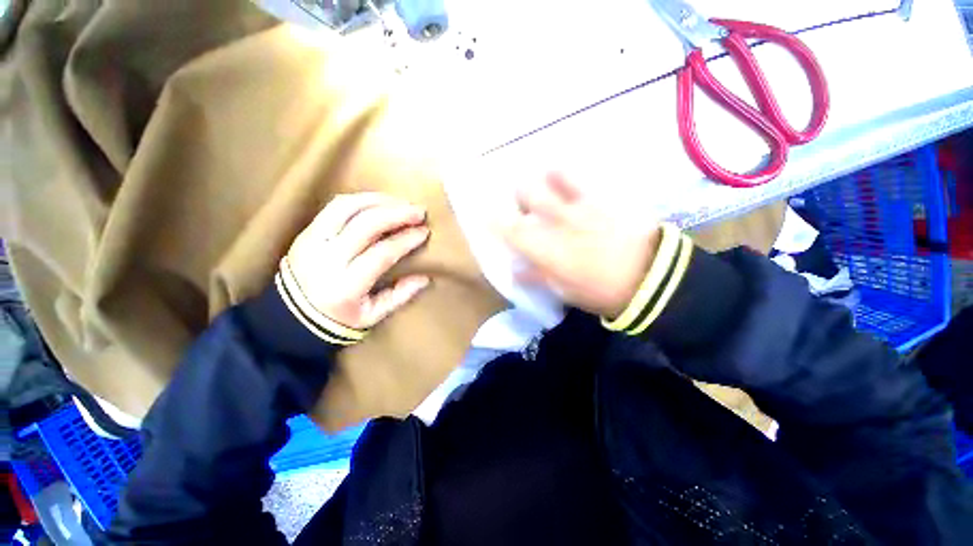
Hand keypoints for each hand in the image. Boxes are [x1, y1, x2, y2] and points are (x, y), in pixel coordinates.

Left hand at [287, 193, 431, 329]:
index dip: (406, 240)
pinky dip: (361, 199)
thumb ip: (400, 296)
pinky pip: (335, 207)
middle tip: (419, 211)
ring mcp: (312, 241)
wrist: (289, 316)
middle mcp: (326, 259)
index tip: (424, 232)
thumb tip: (425, 278)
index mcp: (346, 286)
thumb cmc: (338, 318)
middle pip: (365, 224)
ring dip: (379, 200)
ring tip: (401, 202)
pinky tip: (379, 202)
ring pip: (347, 208)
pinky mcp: (306, 231)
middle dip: (397, 214)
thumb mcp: (372, 316)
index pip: (382, 253)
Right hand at [499, 173, 661, 317]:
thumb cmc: (599, 290)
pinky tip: (562, 179)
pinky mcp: (601, 198)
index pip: (511, 229)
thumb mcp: (564, 290)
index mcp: (546, 247)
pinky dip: (564, 175)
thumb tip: (515, 270)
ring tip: (542, 187)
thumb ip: (537, 276)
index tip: (483, 212)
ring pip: (550, 178)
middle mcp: (557, 220)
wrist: (649, 277)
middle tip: (521, 204)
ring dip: (539, 181)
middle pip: (527, 193)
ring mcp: (579, 205)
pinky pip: (578, 178)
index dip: (493, 219)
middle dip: (517, 195)